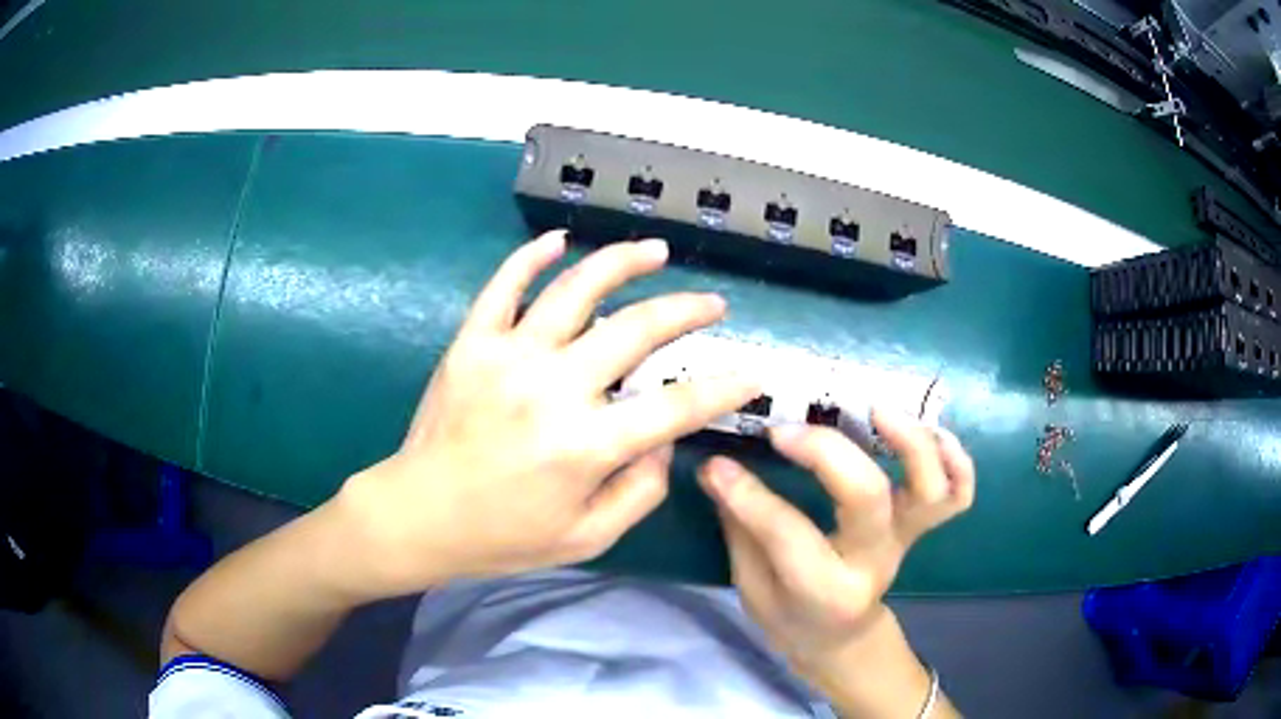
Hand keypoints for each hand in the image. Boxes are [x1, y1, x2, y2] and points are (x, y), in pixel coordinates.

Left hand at [338, 231, 759, 597]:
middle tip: (713, 304)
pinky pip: (503, 286)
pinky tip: (558, 240)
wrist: (419, 515)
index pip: (676, 406)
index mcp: (585, 446)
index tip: (752, 374)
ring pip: (576, 289)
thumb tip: (664, 444)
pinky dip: (531, 256)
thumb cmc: (504, 536)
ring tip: (655, 251)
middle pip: (636, 330)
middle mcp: (552, 389)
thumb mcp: (587, 538)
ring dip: (622, 262)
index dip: (724, 388)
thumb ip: (640, 493)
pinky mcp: (472, 343)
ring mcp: (508, 356)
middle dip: (687, 312)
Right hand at [697, 410, 973, 677]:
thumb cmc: (790, 617)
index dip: (749, 495)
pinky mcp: (920, 528)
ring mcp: (905, 541)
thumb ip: (741, 528)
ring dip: (910, 441)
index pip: (788, 535)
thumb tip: (718, 468)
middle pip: (867, 497)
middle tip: (786, 431)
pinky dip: (956, 460)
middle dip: (826, 452)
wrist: (841, 637)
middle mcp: (874, 563)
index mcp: (825, 591)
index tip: (717, 465)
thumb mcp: (752, 587)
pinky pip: (958, 495)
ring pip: (929, 490)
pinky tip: (930, 431)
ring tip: (874, 410)